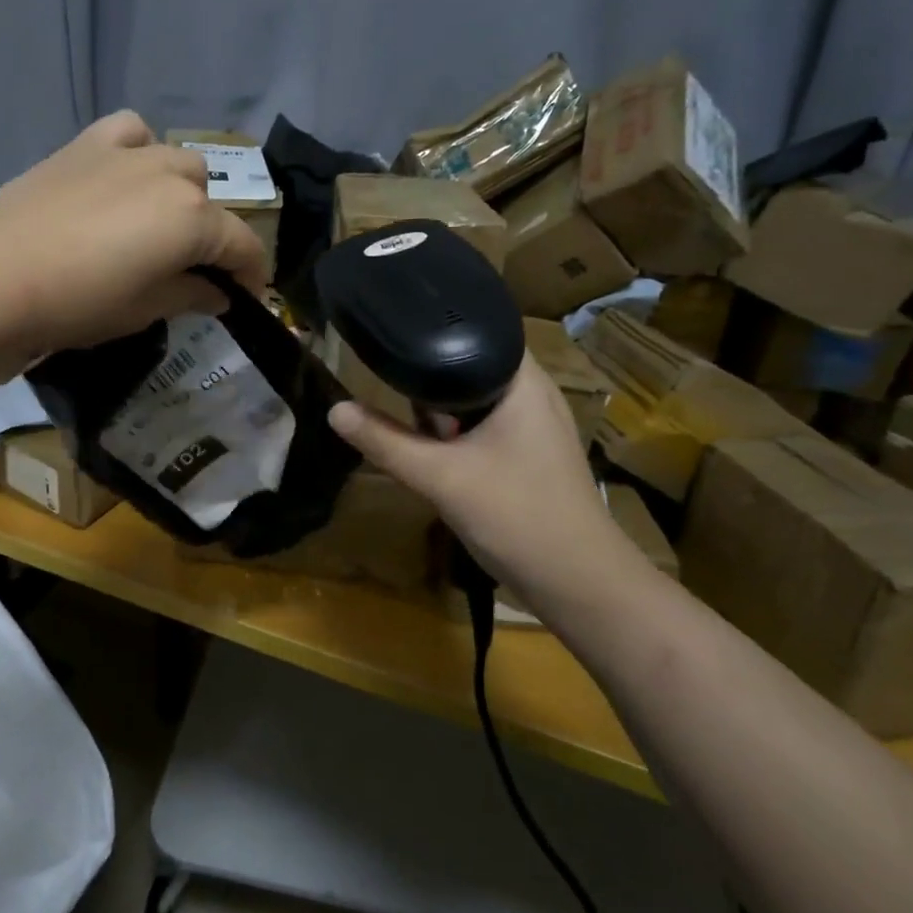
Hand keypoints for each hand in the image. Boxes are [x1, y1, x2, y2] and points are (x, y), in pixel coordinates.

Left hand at [0, 111, 268, 386]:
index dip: (252, 275)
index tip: (247, 298)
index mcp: (191, 217)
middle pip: (209, 199)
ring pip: (176, 162)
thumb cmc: (75, 304)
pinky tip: (123, 178)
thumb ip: (190, 295)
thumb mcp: (143, 310)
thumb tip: (219, 293)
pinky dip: (139, 151)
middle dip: (210, 233)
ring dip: (179, 193)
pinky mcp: (83, 145)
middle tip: (187, 270)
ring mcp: (125, 153)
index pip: (242, 245)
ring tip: (155, 225)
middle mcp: (168, 174)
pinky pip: (131, 133)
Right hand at [327, 358, 631, 595]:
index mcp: (523, 382)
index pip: (476, 329)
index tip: (389, 330)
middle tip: (380, 370)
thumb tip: (334, 409)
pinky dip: (453, 431)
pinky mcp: (526, 455)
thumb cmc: (518, 516)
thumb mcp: (441, 477)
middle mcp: (532, 394)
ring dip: (439, 407)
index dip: (432, 327)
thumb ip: (385, 442)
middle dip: (426, 373)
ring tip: (394, 403)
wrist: (578, 585)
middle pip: (468, 365)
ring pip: (472, 400)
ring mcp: (532, 427)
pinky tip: (427, 445)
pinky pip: (481, 426)